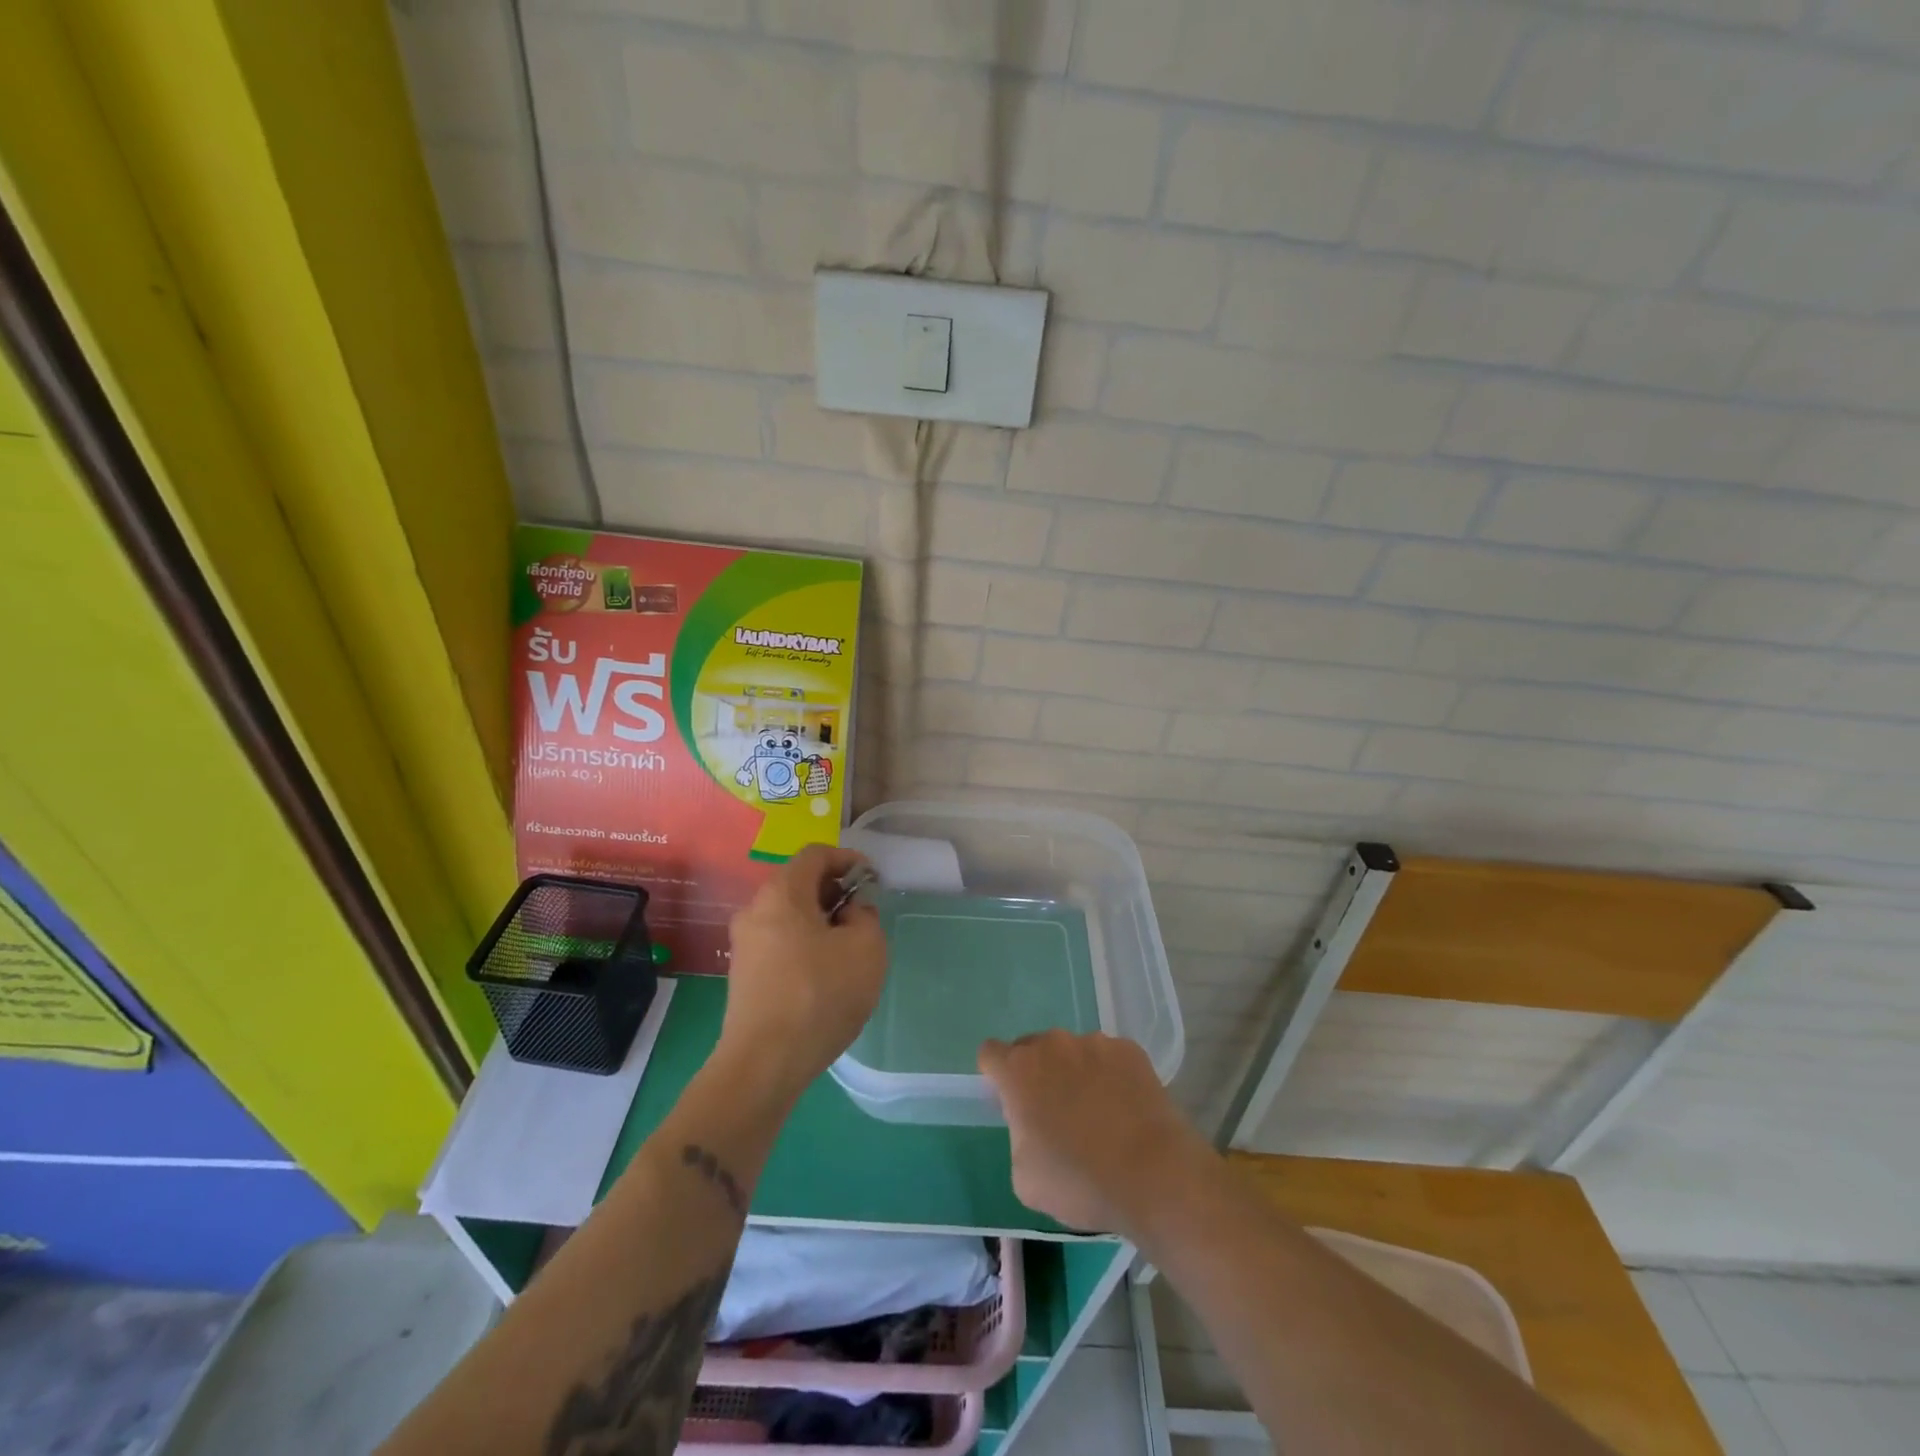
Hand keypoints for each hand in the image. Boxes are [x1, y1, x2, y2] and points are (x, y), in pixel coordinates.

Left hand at [718, 845, 886, 1104]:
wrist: (764, 1064)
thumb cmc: (820, 995)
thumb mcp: (867, 949)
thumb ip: (866, 917)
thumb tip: (850, 913)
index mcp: (782, 892)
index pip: (816, 854)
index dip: (848, 859)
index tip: (872, 880)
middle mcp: (755, 909)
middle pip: (799, 883)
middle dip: (834, 892)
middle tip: (863, 914)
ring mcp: (744, 944)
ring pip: (788, 915)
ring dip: (820, 921)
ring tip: (848, 947)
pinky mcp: (742, 975)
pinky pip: (778, 942)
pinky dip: (803, 944)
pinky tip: (824, 974)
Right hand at [979, 1031, 1209, 1235]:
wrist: (1154, 1176)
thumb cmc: (1079, 1182)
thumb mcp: (1024, 1176)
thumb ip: (1018, 1136)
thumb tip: (1032, 1125)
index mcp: (1019, 1070)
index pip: (990, 1054)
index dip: (996, 1077)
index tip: (1010, 1103)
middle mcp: (1052, 1044)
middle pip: (1032, 1048)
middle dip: (1036, 1074)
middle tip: (1054, 1114)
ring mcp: (1094, 1042)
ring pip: (1072, 1052)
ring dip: (1074, 1073)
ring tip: (1097, 1115)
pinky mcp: (1130, 1050)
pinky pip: (1107, 1058)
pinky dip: (1109, 1076)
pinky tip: (1124, 1110)